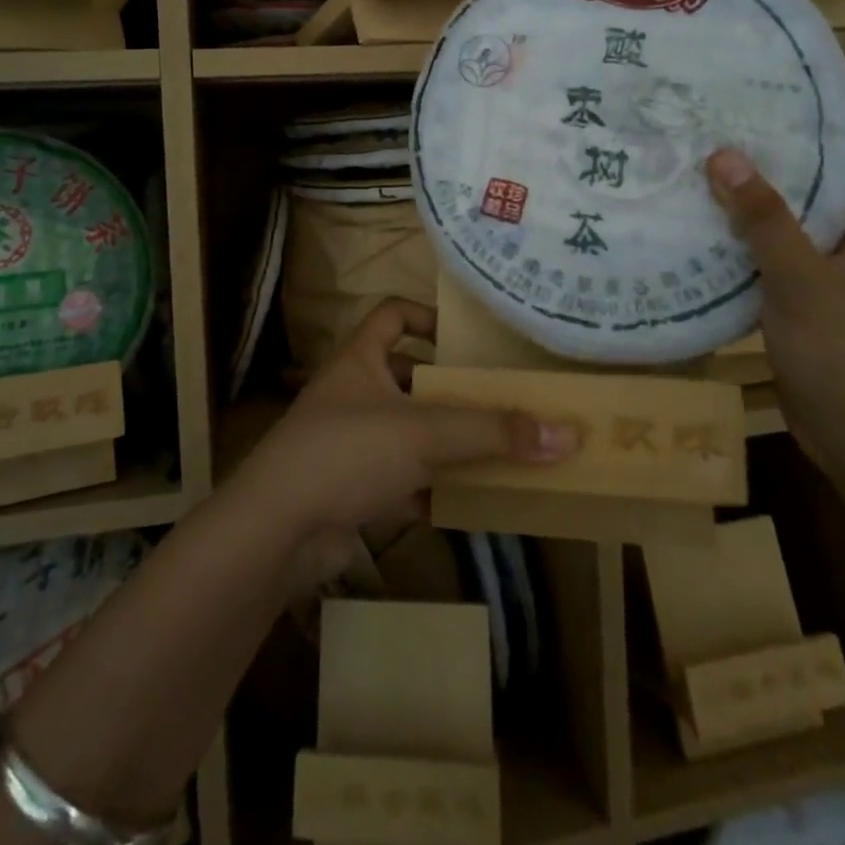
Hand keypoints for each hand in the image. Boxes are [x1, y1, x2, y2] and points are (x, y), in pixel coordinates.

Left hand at [233, 299, 575, 550]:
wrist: (277, 530)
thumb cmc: (347, 452)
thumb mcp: (424, 434)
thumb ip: (493, 433)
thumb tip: (567, 434)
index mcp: (360, 359)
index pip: (392, 313)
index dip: (427, 316)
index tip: (467, 339)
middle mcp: (352, 392)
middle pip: (406, 377)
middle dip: (448, 390)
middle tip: (496, 400)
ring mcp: (348, 441)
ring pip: (406, 431)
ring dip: (443, 442)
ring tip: (494, 450)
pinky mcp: (348, 487)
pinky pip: (399, 478)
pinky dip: (429, 487)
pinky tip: (466, 501)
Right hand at [705, 101, 844, 473]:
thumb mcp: (804, 282)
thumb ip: (766, 220)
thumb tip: (724, 155)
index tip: (801, 81)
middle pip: (832, 176)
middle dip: (791, 143)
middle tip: (737, 112)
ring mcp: (834, 270)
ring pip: (798, 213)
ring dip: (763, 188)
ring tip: (713, 154)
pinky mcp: (805, 296)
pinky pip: (776, 249)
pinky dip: (747, 230)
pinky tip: (706, 218)